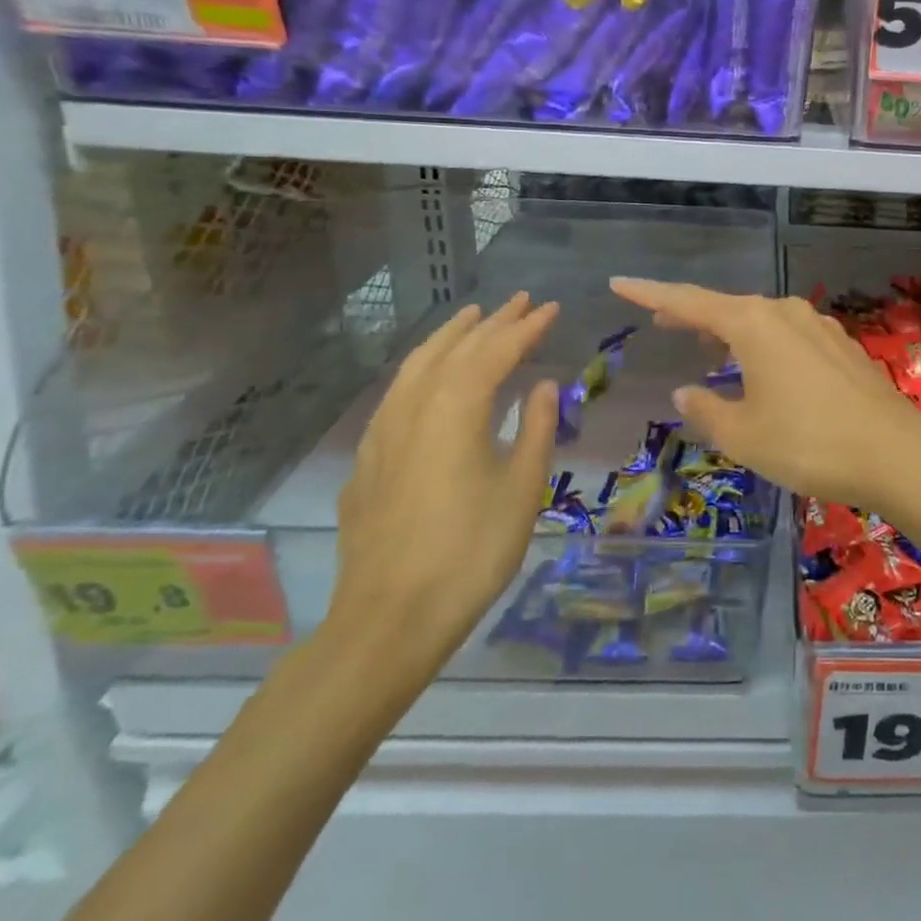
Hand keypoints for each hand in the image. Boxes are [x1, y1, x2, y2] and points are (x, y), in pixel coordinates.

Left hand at [327, 293, 559, 675]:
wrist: (389, 618)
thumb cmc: (470, 551)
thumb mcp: (521, 488)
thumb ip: (536, 428)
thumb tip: (543, 386)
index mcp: (455, 410)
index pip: (495, 351)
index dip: (526, 327)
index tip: (551, 308)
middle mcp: (414, 408)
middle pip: (454, 349)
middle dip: (490, 322)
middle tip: (520, 302)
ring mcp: (383, 433)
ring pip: (417, 365)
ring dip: (449, 337)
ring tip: (472, 318)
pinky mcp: (369, 459)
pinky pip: (398, 392)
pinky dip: (422, 368)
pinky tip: (430, 377)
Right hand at [610, 277, 920, 521]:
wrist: (894, 452)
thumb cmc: (808, 443)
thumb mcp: (744, 435)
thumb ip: (707, 409)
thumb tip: (686, 390)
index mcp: (753, 324)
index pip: (689, 302)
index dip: (650, 294)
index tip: (619, 283)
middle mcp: (785, 313)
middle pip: (727, 308)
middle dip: (692, 315)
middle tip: (661, 322)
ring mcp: (818, 327)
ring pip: (761, 321)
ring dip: (730, 332)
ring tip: (708, 350)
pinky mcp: (841, 346)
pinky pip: (788, 336)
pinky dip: (763, 345)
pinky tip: (762, 369)